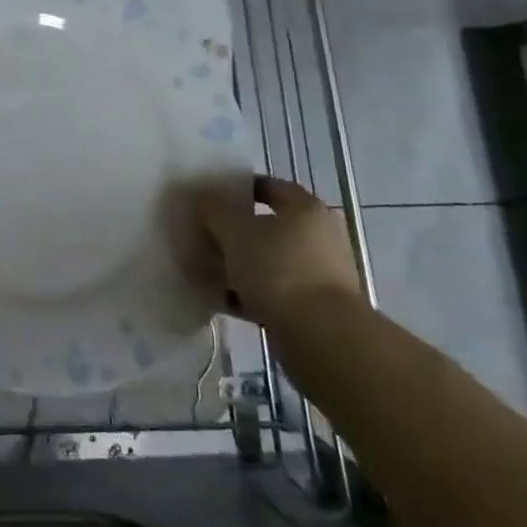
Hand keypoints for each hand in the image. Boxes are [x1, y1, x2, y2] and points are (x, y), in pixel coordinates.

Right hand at [196, 174, 360, 327]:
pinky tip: (220, 299)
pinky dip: (249, 294)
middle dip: (235, 232)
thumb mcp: (235, 232)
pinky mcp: (315, 310)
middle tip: (204, 234)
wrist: (323, 339)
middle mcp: (320, 238)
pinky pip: (273, 293)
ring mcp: (320, 276)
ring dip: (240, 265)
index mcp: (306, 210)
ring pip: (269, 262)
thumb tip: (203, 197)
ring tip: (205, 269)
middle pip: (269, 227)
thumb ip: (215, 210)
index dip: (239, 188)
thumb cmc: (279, 270)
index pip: (270, 187)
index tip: (212, 197)